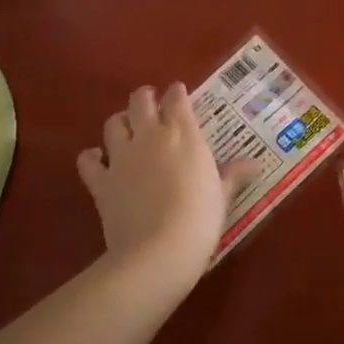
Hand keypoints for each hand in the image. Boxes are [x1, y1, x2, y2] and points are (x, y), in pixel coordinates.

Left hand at [77, 84, 260, 292]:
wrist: (158, 251)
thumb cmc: (200, 219)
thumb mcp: (222, 195)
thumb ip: (232, 174)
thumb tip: (254, 164)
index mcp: (183, 133)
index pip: (176, 98)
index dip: (177, 93)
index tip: (180, 95)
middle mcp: (149, 135)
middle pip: (140, 100)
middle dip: (145, 98)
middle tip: (152, 105)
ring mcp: (121, 156)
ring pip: (113, 123)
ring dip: (119, 122)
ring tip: (126, 129)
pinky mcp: (101, 181)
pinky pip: (88, 160)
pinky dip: (91, 157)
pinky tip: (98, 161)